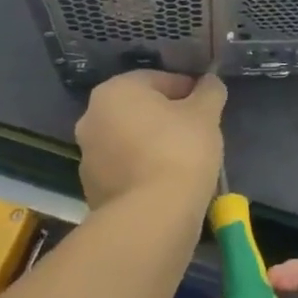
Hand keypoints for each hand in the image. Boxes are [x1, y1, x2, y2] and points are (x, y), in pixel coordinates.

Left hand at [74, 70, 226, 214]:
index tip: (207, 106)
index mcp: (115, 91)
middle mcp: (92, 118)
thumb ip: (209, 91)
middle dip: (167, 117)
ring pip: (130, 140)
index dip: (188, 90)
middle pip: (139, 110)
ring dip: (153, 144)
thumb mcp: (206, 114)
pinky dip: (144, 171)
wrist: (152, 217)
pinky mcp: (92, 190)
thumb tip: (210, 83)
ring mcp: (88, 157)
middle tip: (197, 131)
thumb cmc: (180, 150)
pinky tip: (168, 183)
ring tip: (185, 160)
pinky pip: (125, 170)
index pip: (158, 79)